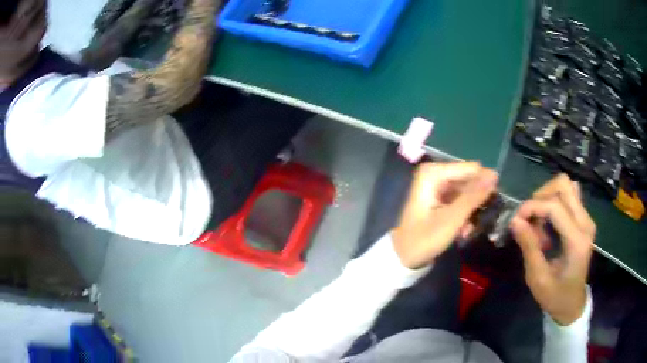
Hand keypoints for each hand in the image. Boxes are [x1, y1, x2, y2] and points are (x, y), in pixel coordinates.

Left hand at [392, 162, 497, 268]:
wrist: (404, 257)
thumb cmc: (424, 239)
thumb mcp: (452, 219)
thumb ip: (473, 196)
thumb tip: (494, 175)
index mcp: (434, 173)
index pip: (472, 169)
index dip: (486, 185)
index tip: (493, 206)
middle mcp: (435, 173)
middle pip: (470, 179)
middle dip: (477, 201)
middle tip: (479, 222)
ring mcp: (438, 185)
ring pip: (468, 191)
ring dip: (472, 211)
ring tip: (468, 230)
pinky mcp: (440, 198)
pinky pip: (461, 200)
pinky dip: (465, 214)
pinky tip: (463, 231)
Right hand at [510, 174, 595, 324]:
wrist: (572, 303)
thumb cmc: (555, 296)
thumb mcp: (537, 278)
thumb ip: (528, 247)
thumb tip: (514, 220)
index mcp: (576, 241)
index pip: (555, 206)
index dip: (532, 206)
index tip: (516, 220)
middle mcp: (585, 223)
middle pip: (563, 185)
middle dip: (541, 196)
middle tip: (530, 219)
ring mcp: (587, 219)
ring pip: (567, 187)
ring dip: (548, 198)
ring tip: (540, 222)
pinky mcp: (585, 219)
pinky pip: (570, 196)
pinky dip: (555, 202)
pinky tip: (549, 222)